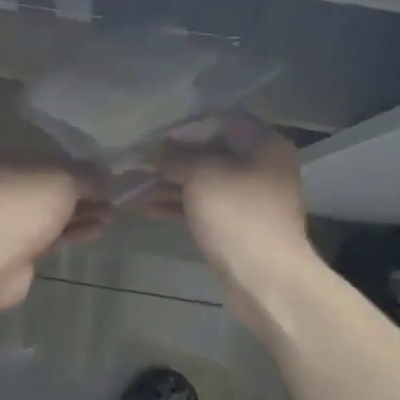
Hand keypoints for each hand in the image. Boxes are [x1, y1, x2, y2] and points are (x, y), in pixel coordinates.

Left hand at [0, 161, 109, 312]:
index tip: (104, 174)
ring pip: (52, 214)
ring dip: (82, 213)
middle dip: (82, 192)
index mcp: (6, 162)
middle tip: (112, 197)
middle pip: (50, 188)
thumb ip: (86, 176)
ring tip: (111, 214)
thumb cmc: (24, 206)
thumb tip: (105, 177)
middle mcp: (4, 188)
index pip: (47, 159)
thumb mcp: (63, 180)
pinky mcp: (20, 249)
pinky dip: (74, 232)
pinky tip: (98, 230)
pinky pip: (52, 236)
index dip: (77, 165)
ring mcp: (11, 221)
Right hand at [146, 119, 316, 330]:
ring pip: (204, 182)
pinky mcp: (238, 226)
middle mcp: (261, 166)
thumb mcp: (201, 176)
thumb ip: (176, 157)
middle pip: (210, 153)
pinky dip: (178, 205)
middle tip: (137, 164)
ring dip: (169, 184)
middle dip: (172, 159)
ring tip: (133, 188)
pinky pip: (205, 207)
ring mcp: (250, 199)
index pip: (220, 121)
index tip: (154, 137)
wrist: (265, 278)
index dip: (185, 127)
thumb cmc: (236, 215)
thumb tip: (156, 149)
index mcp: (263, 144)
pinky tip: (147, 208)